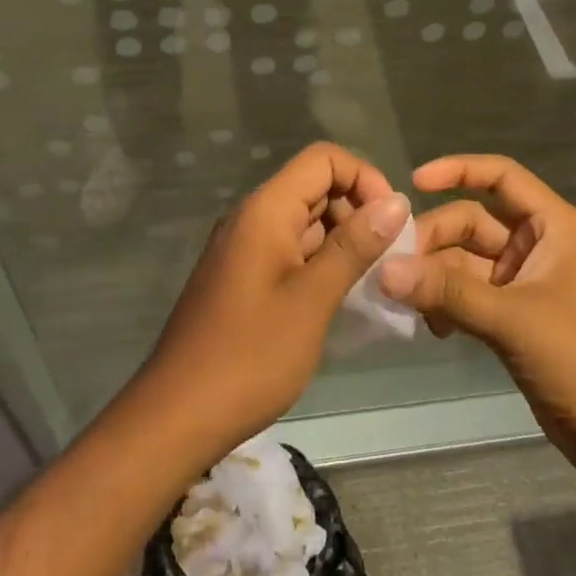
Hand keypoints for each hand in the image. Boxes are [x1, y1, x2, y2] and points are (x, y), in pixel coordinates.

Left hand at [138, 142, 408, 457]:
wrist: (177, 416)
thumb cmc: (249, 356)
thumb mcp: (312, 300)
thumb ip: (354, 246)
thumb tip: (397, 201)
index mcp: (265, 210)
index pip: (324, 159)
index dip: (365, 178)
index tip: (393, 221)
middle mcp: (252, 218)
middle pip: (316, 187)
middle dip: (359, 211)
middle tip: (390, 258)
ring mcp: (245, 248)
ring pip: (306, 222)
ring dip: (344, 241)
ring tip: (374, 281)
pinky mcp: (244, 277)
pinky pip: (291, 251)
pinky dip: (322, 263)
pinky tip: (343, 298)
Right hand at [382, 155, 575, 506]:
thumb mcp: (516, 320)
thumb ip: (449, 292)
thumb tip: (383, 270)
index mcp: (553, 227)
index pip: (501, 177)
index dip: (457, 170)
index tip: (411, 183)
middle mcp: (538, 247)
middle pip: (473, 221)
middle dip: (434, 239)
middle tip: (396, 270)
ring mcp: (526, 286)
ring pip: (466, 262)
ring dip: (435, 276)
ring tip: (405, 303)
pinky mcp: (516, 322)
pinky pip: (470, 297)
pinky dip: (447, 304)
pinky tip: (430, 328)